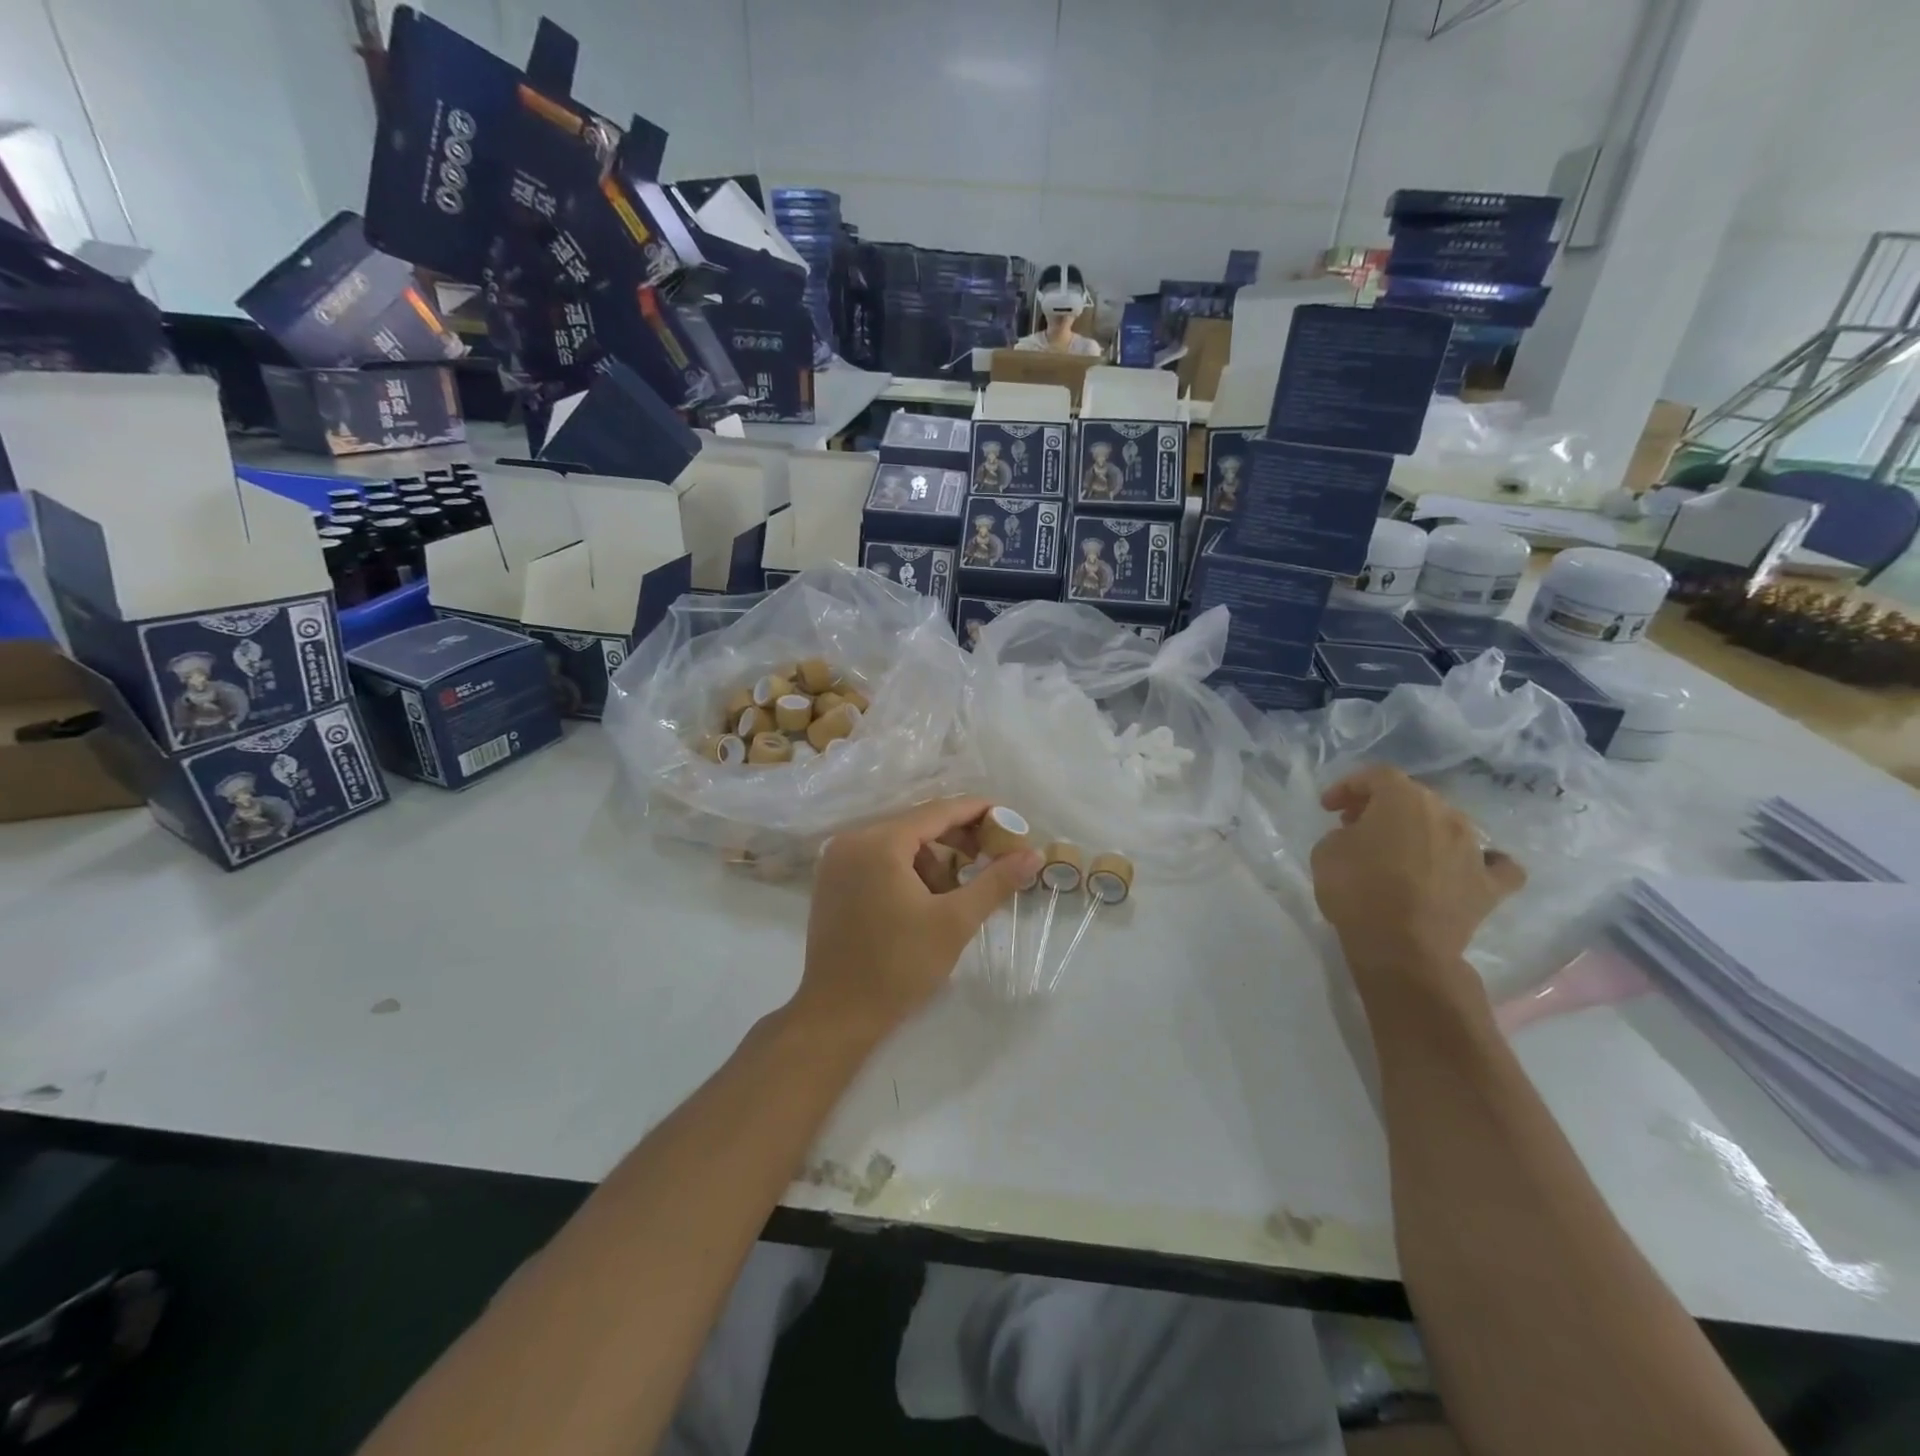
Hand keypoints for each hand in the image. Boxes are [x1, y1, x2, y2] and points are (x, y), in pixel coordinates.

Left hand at [796, 798, 1040, 1044]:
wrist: (837, 1014)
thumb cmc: (899, 966)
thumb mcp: (955, 922)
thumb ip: (995, 881)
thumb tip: (1033, 854)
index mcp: (880, 842)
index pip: (938, 811)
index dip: (977, 812)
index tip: (1009, 820)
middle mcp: (852, 840)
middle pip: (916, 825)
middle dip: (956, 840)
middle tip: (991, 858)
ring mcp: (836, 861)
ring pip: (897, 844)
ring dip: (931, 861)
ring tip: (952, 897)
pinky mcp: (831, 882)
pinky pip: (877, 859)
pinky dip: (905, 870)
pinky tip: (922, 901)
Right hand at [1310, 766, 1524, 998]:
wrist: (1401, 946)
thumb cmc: (1357, 890)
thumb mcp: (1326, 850)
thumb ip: (1345, 833)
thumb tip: (1361, 837)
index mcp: (1403, 799)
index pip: (1376, 776)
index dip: (1349, 786)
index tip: (1329, 807)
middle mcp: (1446, 814)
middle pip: (1414, 797)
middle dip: (1383, 807)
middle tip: (1357, 827)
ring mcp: (1474, 849)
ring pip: (1449, 825)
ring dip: (1423, 831)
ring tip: (1399, 852)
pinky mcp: (1490, 885)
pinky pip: (1494, 865)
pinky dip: (1481, 863)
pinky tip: (1466, 869)